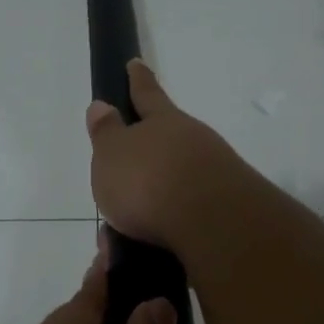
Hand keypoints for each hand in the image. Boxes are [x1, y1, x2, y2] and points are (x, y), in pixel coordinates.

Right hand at [86, 60, 249, 251]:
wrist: (212, 225)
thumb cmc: (150, 180)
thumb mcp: (112, 152)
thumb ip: (106, 132)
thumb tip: (102, 106)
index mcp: (163, 122)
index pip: (146, 93)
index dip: (138, 80)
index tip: (135, 63)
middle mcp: (192, 143)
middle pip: (159, 151)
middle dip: (134, 174)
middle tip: (111, 198)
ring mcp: (212, 178)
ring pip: (166, 194)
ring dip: (138, 219)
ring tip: (114, 247)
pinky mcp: (221, 214)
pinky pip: (177, 225)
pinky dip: (154, 241)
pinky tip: (139, 259)